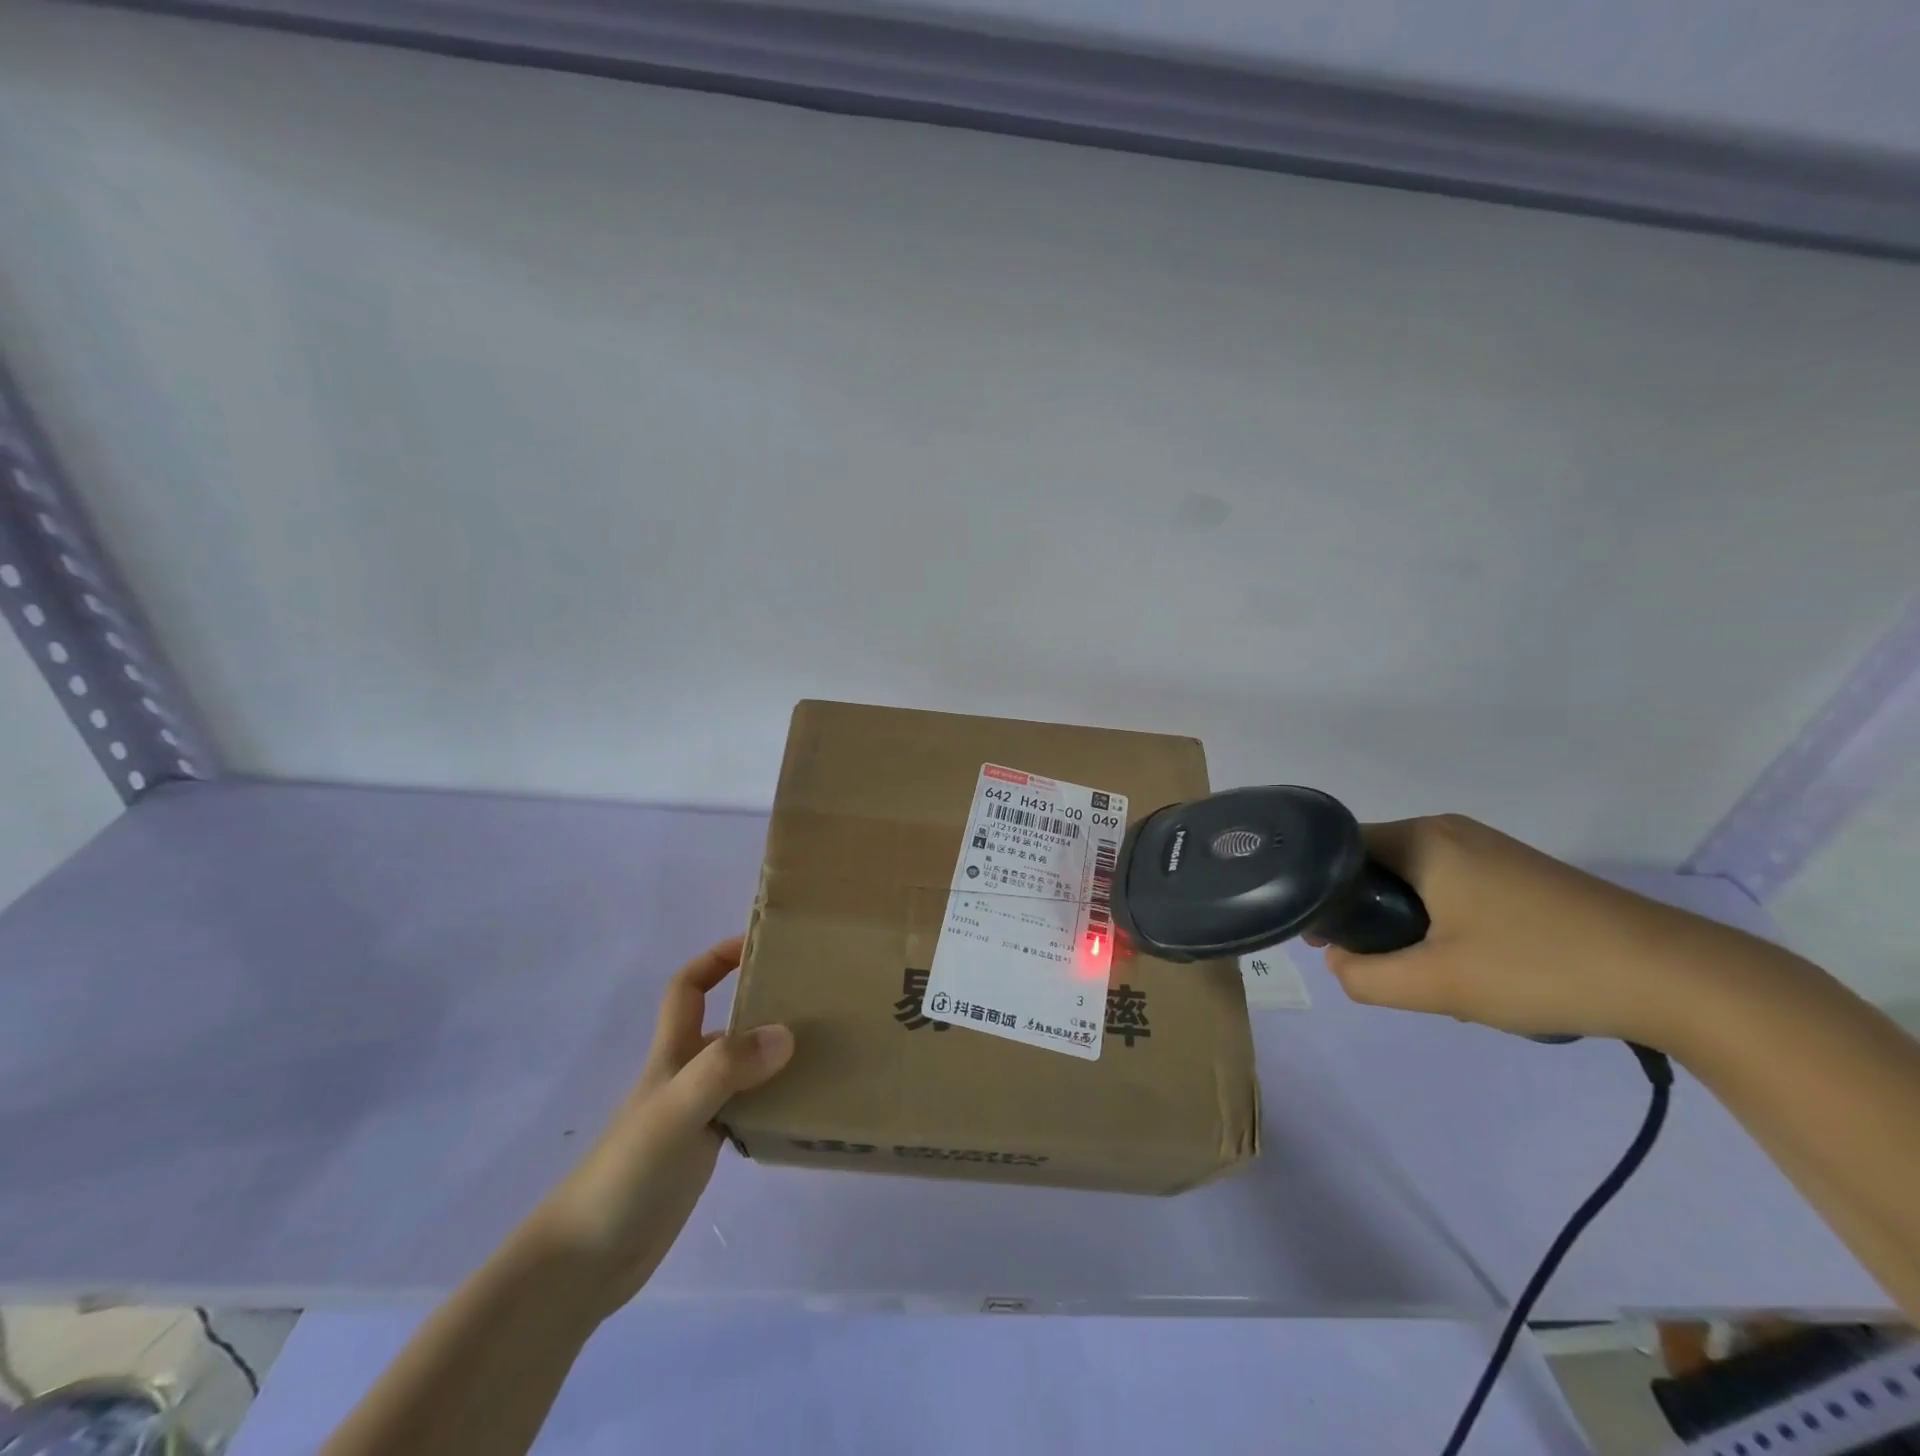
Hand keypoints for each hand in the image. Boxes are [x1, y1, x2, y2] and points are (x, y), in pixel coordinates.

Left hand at [529, 936, 792, 1315]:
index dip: (717, 959)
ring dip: (776, 1057)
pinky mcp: (706, 1151)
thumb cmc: (625, 1173)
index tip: (760, 947)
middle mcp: (686, 1075)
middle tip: (817, 1001)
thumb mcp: (675, 1110)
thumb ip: (726, 1069)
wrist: (584, 1263)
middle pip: (726, 1024)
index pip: (688, 987)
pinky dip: (775, 1102)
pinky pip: (750, 1110)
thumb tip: (786, 1033)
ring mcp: (696, 1114)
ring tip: (826, 1051)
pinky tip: (804, 1108)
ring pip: (743, 1069)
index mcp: (672, 1053)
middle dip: (764, 1005)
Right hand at [1315, 815, 1744, 1047]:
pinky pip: (1449, 888)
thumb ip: (1364, 977)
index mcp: (1422, 839)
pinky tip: (1470, 964)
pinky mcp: (1517, 873)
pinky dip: (1440, 922)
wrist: (1679, 979)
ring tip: (1431, 972)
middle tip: (1379, 964)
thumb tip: (1338, 961)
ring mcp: (1488, 850)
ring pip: (1413, 882)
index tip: (1321, 937)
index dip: (1319, 892)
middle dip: (1367, 915)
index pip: (1338, 850)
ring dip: (1406, 924)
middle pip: (1375, 866)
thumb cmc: (1541, 967)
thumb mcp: (1437, 984)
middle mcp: (1449, 831)